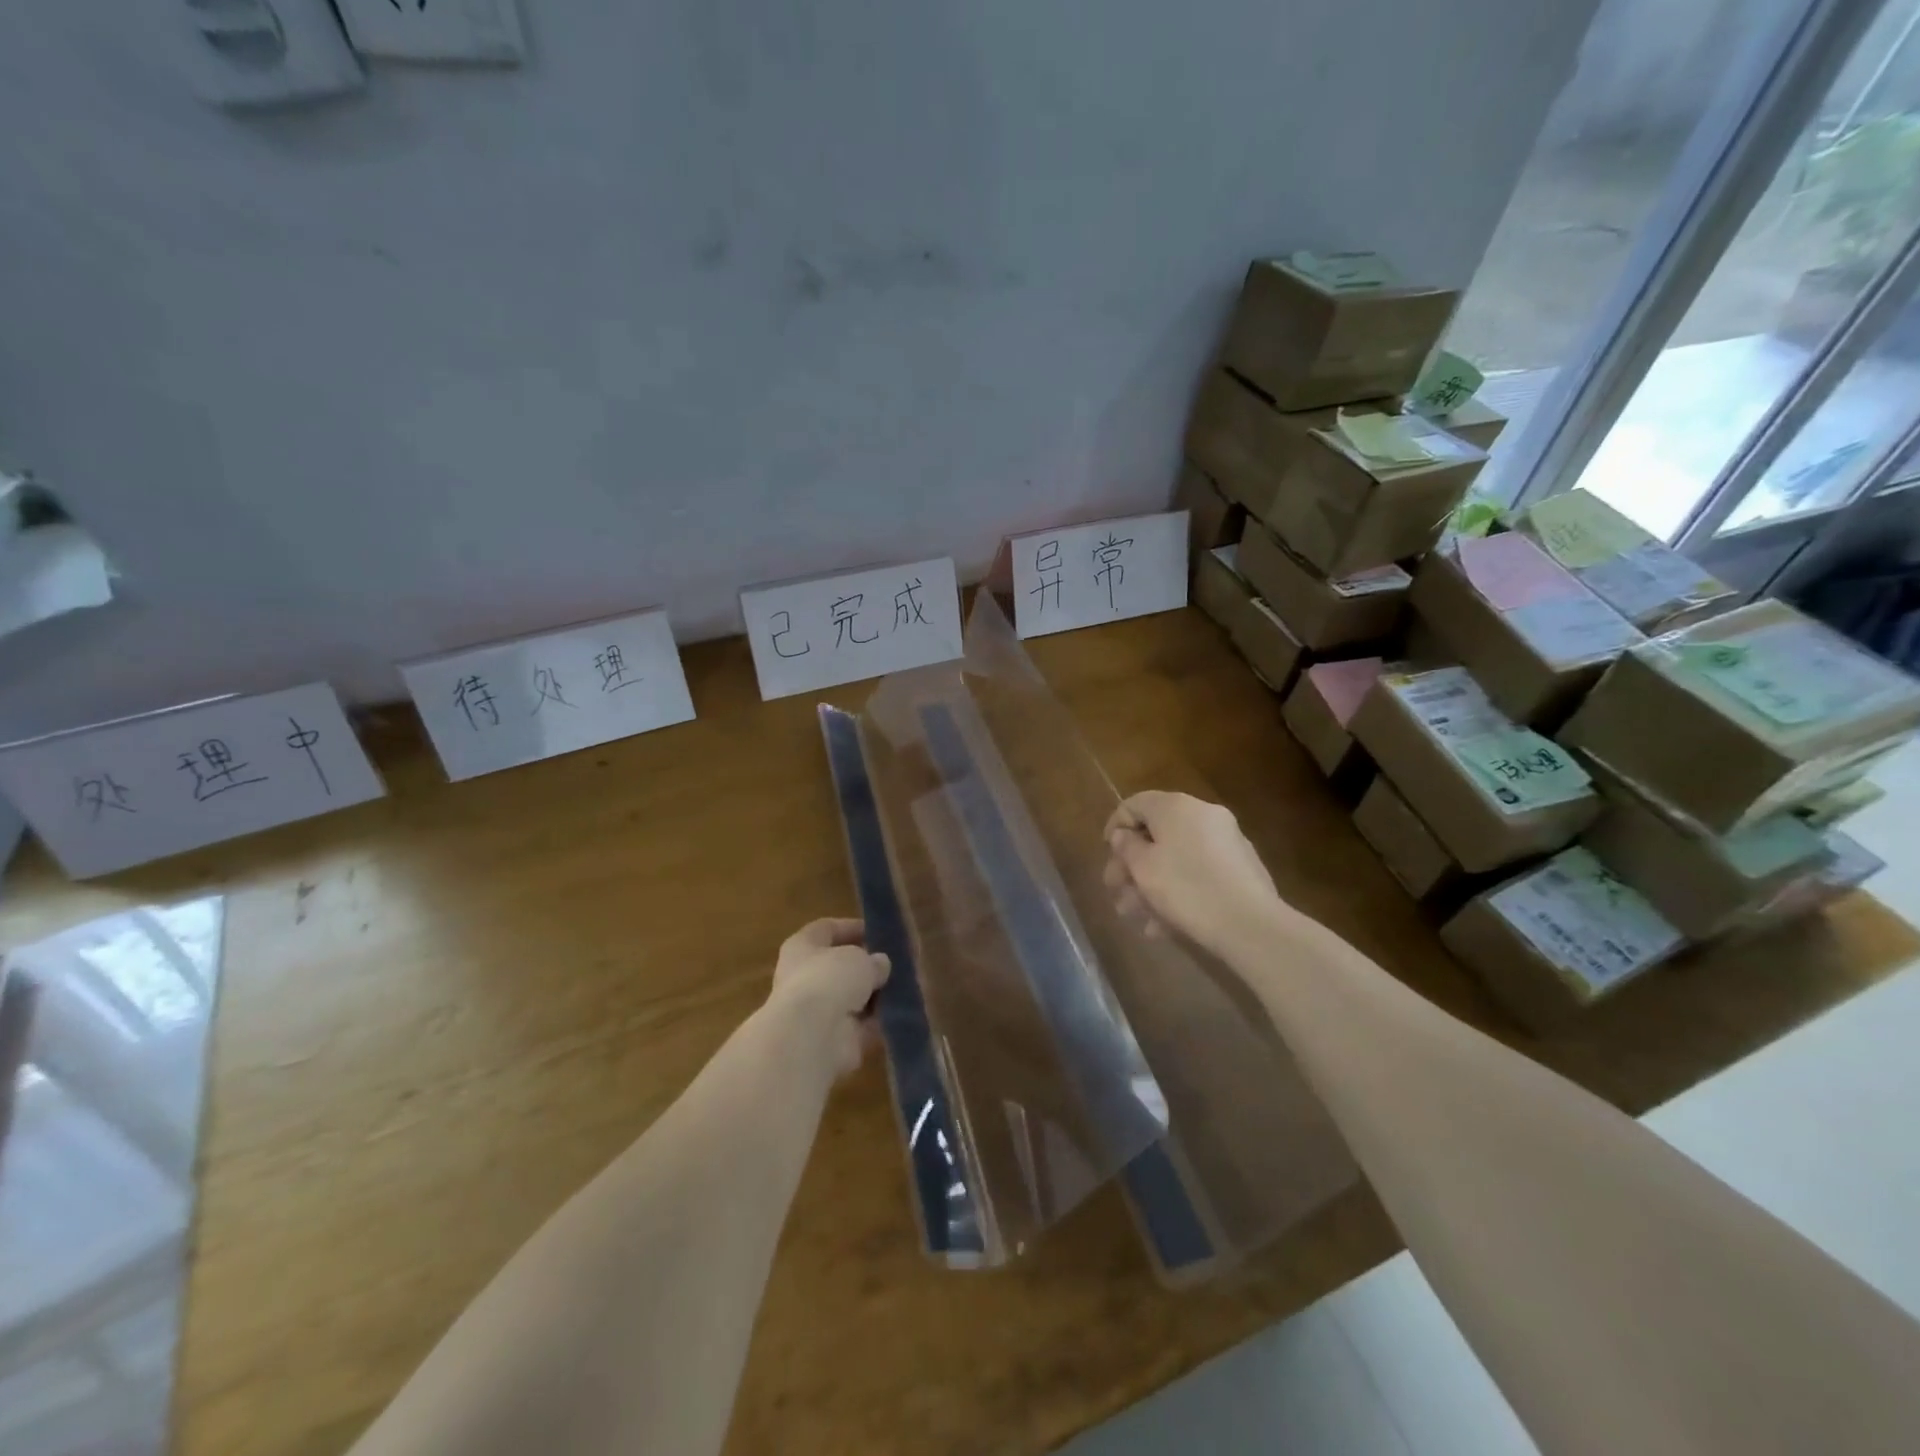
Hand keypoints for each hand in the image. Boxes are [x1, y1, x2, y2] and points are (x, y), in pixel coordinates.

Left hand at [767, 918, 889, 1076]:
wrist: (811, 1037)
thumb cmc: (830, 980)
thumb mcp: (860, 958)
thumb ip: (873, 959)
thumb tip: (880, 965)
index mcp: (801, 947)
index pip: (826, 929)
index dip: (851, 928)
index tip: (877, 932)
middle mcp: (803, 977)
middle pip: (838, 967)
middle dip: (865, 966)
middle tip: (894, 963)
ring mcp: (816, 1011)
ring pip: (850, 998)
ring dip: (874, 996)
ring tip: (905, 987)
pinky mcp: (832, 1040)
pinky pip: (860, 1026)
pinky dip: (878, 1022)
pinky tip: (901, 1013)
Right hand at [1103, 791, 1287, 956]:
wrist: (1251, 924)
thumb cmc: (1186, 889)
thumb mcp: (1143, 868)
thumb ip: (1127, 847)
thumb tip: (1124, 835)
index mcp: (1176, 807)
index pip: (1135, 803)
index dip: (1115, 826)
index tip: (1106, 854)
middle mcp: (1203, 815)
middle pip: (1157, 834)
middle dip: (1132, 866)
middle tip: (1117, 892)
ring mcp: (1227, 842)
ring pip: (1177, 858)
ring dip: (1152, 885)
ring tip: (1138, 918)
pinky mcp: (1241, 869)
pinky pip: (1199, 872)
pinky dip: (1179, 891)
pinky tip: (1165, 925)